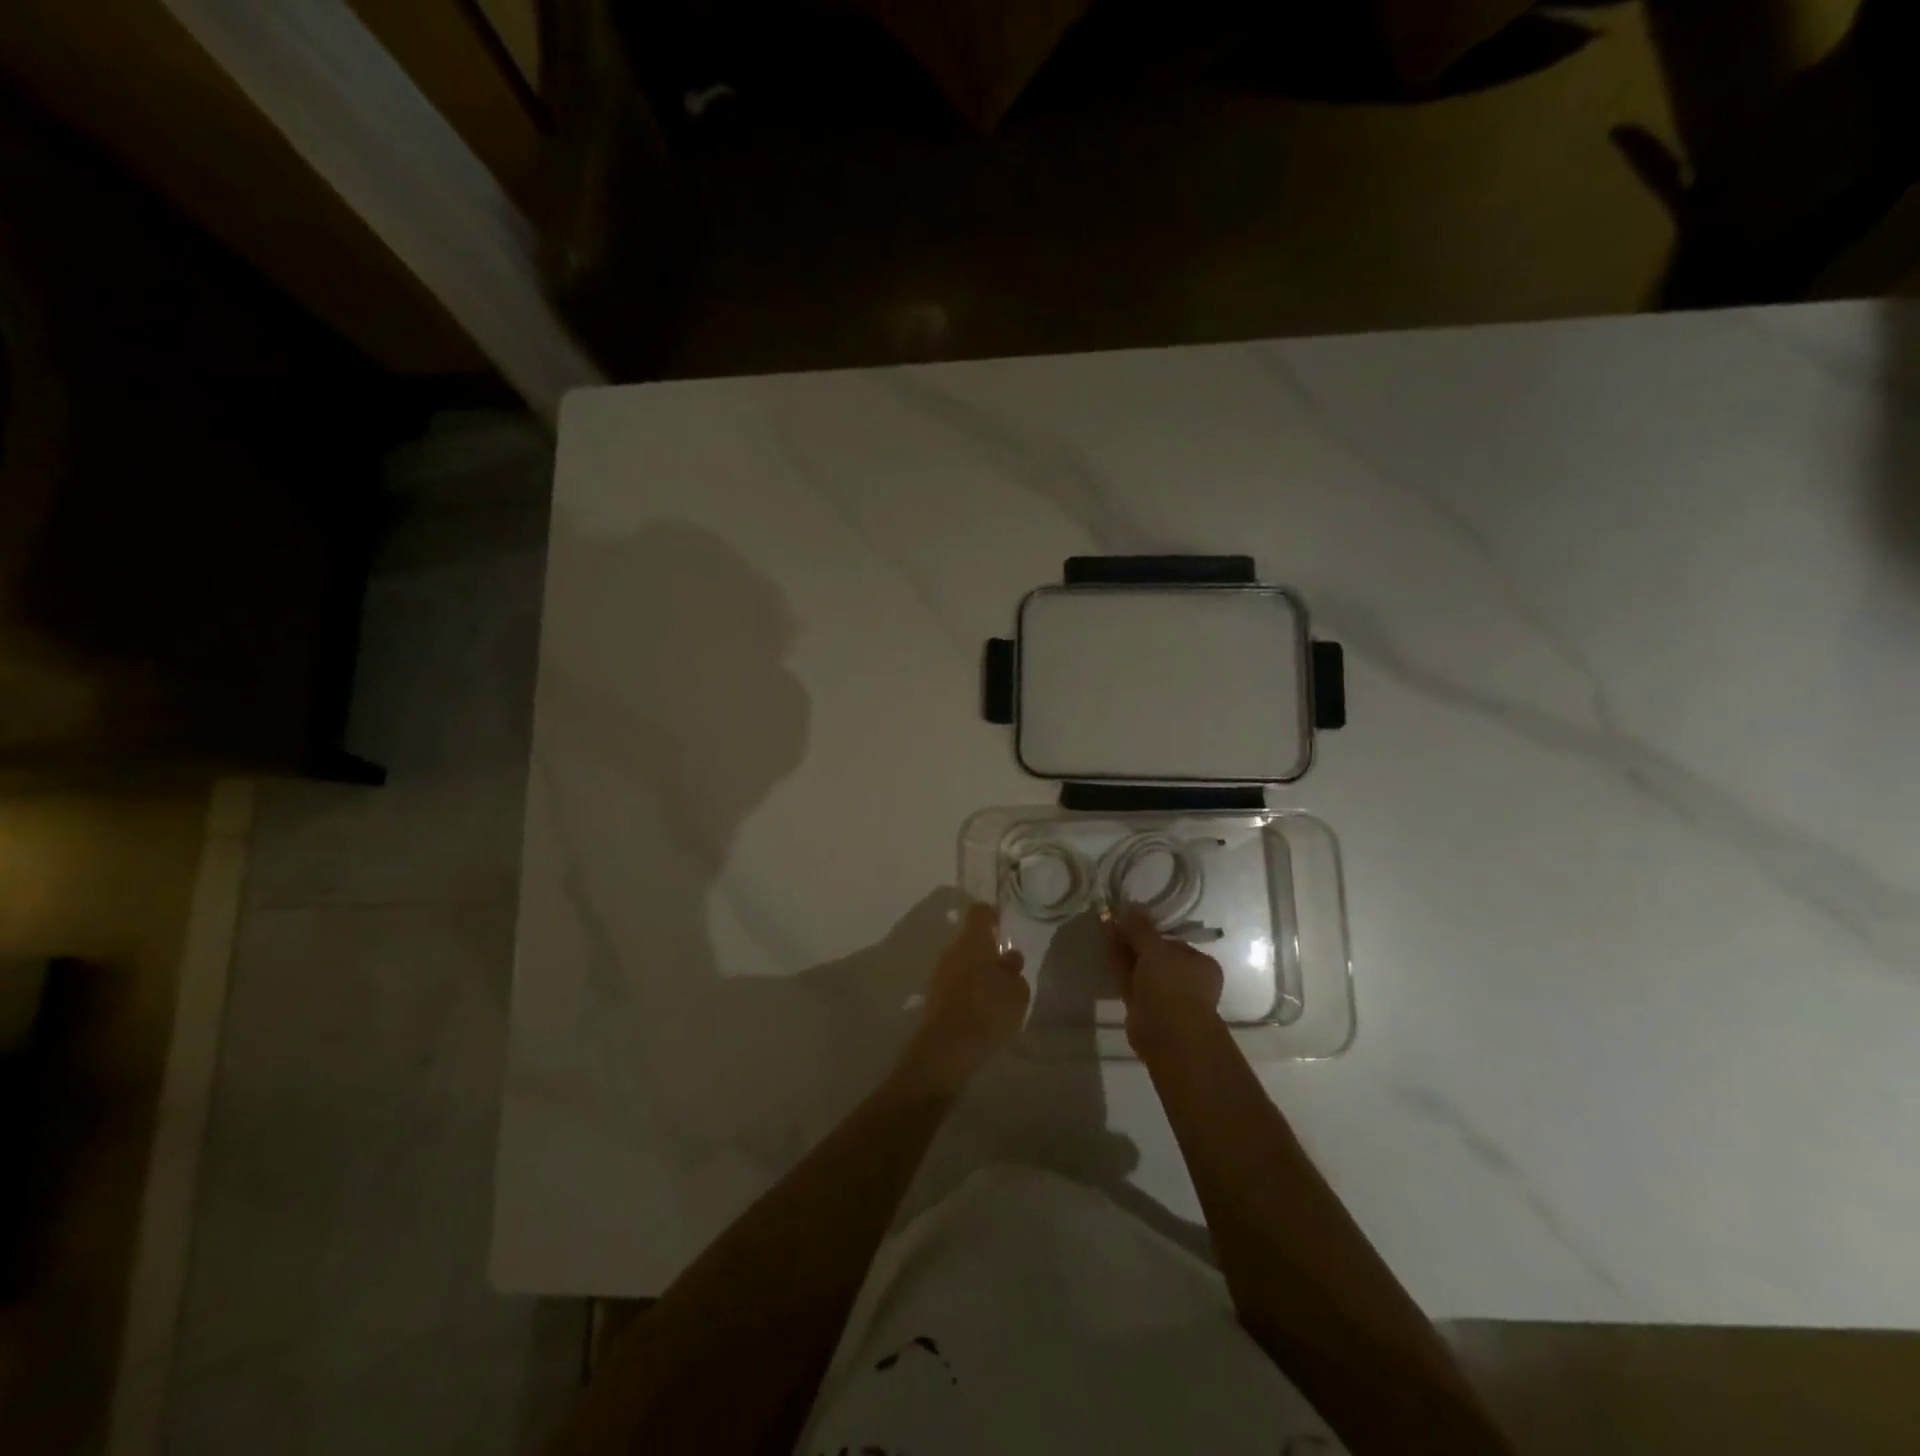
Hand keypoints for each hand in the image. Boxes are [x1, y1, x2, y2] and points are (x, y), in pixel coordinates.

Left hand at [899, 902, 1029, 1094]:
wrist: (946, 1051)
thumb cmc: (987, 1011)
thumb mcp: (1017, 992)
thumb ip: (1014, 971)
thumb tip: (1008, 958)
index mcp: (972, 941)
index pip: (979, 912)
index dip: (992, 914)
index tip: (1004, 922)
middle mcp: (952, 952)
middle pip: (970, 940)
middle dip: (988, 950)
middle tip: (1009, 966)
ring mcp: (940, 975)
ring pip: (963, 964)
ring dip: (979, 973)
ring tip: (1000, 994)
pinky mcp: (935, 999)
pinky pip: (956, 985)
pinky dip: (970, 992)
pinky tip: (984, 1012)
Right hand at [1105, 907, 1224, 1057]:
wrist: (1169, 1035)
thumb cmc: (1172, 985)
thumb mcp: (1156, 949)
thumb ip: (1141, 928)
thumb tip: (1131, 904)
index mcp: (1200, 964)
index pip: (1174, 942)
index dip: (1151, 930)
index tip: (1131, 918)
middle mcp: (1185, 979)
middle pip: (1156, 955)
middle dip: (1135, 939)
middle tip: (1114, 920)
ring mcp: (1164, 995)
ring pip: (1141, 968)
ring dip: (1124, 949)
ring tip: (1105, 927)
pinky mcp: (1144, 1007)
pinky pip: (1131, 980)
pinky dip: (1119, 964)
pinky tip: (1105, 946)